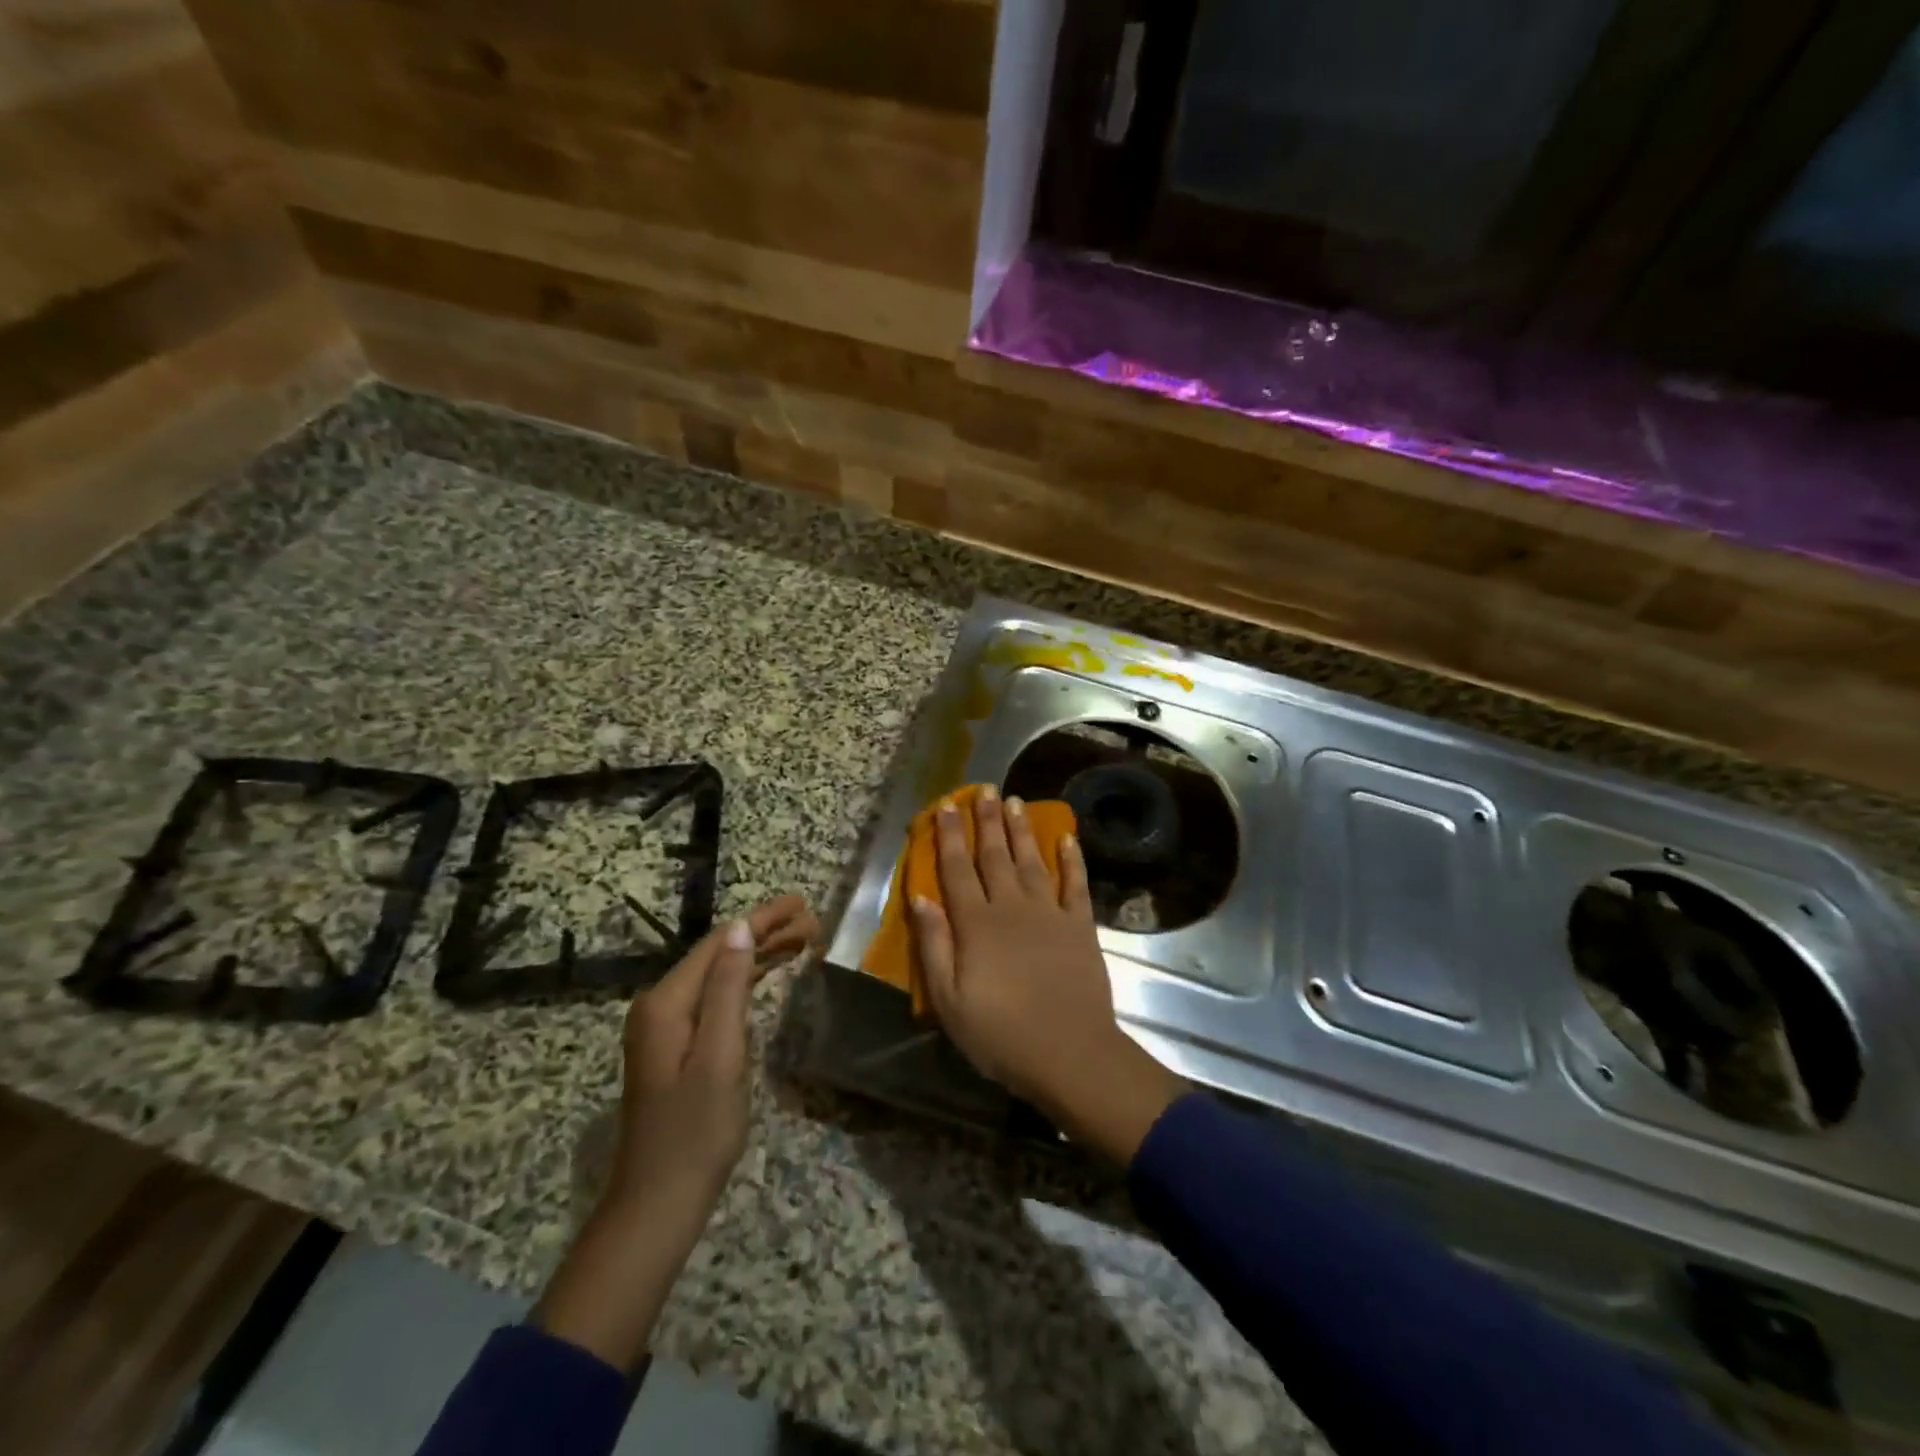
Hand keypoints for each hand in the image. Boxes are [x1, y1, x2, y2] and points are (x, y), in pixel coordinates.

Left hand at [610, 894, 816, 1216]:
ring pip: (718, 975)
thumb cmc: (696, 1131)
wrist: (658, 1202)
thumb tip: (739, 928)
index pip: (719, 942)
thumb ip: (727, 989)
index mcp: (667, 1003)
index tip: (801, 903)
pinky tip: (768, 975)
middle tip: (812, 920)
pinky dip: (745, 982)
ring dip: (758, 955)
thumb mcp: (720, 1056)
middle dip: (764, 933)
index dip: (761, 919)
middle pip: (718, 954)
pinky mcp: (676, 1047)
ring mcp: (665, 1027)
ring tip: (803, 940)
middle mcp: (661, 1006)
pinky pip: (714, 998)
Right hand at [910, 788, 1182, 1163]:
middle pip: (995, 855)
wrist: (1070, 1054)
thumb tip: (920, 898)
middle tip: (983, 789)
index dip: (948, 836)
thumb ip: (934, 945)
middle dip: (986, 820)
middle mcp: (1011, 907)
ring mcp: (1049, 913)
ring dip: (1021, 830)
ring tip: (1015, 801)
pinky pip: (1075, 884)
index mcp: (976, 924)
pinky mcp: (1080, 925)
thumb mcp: (950, 1000)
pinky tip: (1067, 838)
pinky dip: (1072, 859)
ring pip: (1031, 860)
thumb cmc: (1000, 1034)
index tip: (944, 807)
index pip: (957, 870)